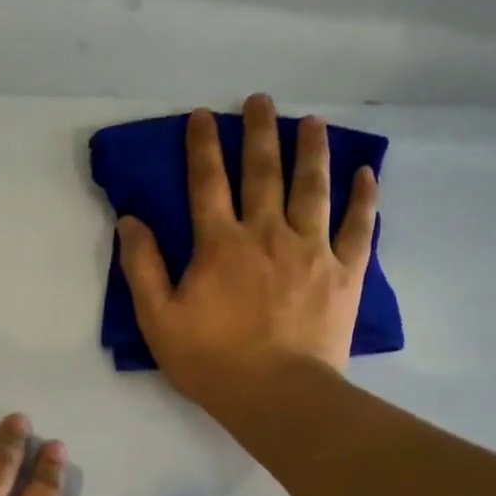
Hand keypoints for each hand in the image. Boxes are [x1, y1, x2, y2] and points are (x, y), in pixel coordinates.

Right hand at [116, 93, 378, 408]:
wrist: (277, 394)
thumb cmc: (211, 360)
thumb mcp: (158, 319)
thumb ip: (142, 267)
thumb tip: (130, 220)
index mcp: (220, 244)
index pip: (207, 182)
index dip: (202, 146)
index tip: (202, 116)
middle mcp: (267, 233)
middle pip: (263, 172)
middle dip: (259, 132)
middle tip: (260, 101)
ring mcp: (311, 250)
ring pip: (312, 188)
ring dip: (310, 151)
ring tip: (311, 122)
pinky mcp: (344, 272)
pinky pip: (358, 226)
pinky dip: (362, 198)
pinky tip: (365, 173)